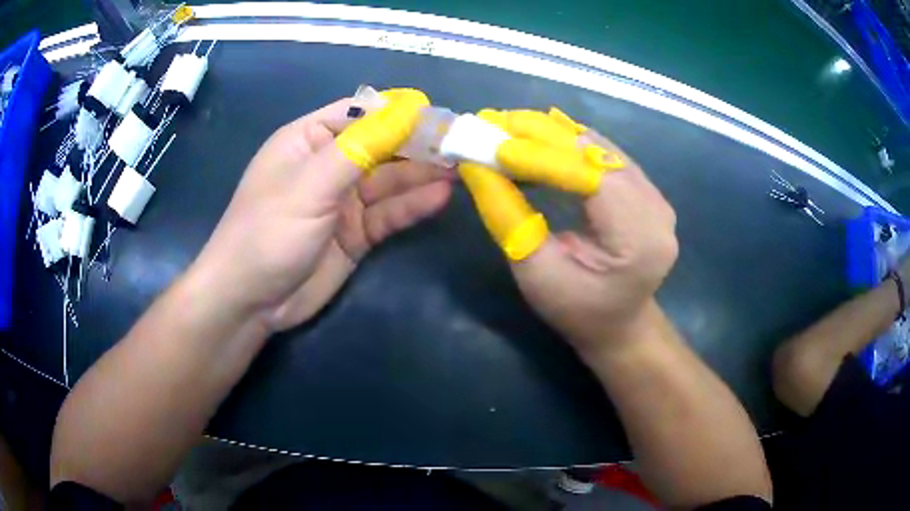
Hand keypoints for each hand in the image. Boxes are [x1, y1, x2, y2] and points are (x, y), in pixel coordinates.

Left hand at [189, 93, 451, 331]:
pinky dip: (412, 205)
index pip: (360, 113)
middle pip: (381, 146)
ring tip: (460, 168)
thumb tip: (408, 109)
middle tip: (460, 144)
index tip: (438, 116)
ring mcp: (343, 201)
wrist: (251, 301)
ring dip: (422, 175)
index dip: (398, 113)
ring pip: (390, 181)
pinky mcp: (356, 234)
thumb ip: (360, 146)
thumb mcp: (311, 184)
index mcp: (309, 139)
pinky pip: (389, 214)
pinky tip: (440, 197)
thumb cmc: (268, 232)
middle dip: (418, 145)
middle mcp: (329, 165)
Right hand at [460, 109, 676, 358]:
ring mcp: (656, 196)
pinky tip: (538, 134)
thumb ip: (508, 217)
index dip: (542, 156)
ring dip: (553, 134)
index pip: (590, 179)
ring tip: (509, 125)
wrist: (619, 325)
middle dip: (543, 135)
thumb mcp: (536, 274)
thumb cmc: (576, 311)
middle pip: (597, 156)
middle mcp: (656, 209)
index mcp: (639, 240)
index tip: (494, 141)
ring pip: (600, 149)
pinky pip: (605, 155)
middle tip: (495, 121)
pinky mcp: (645, 190)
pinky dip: (569, 142)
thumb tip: (476, 167)